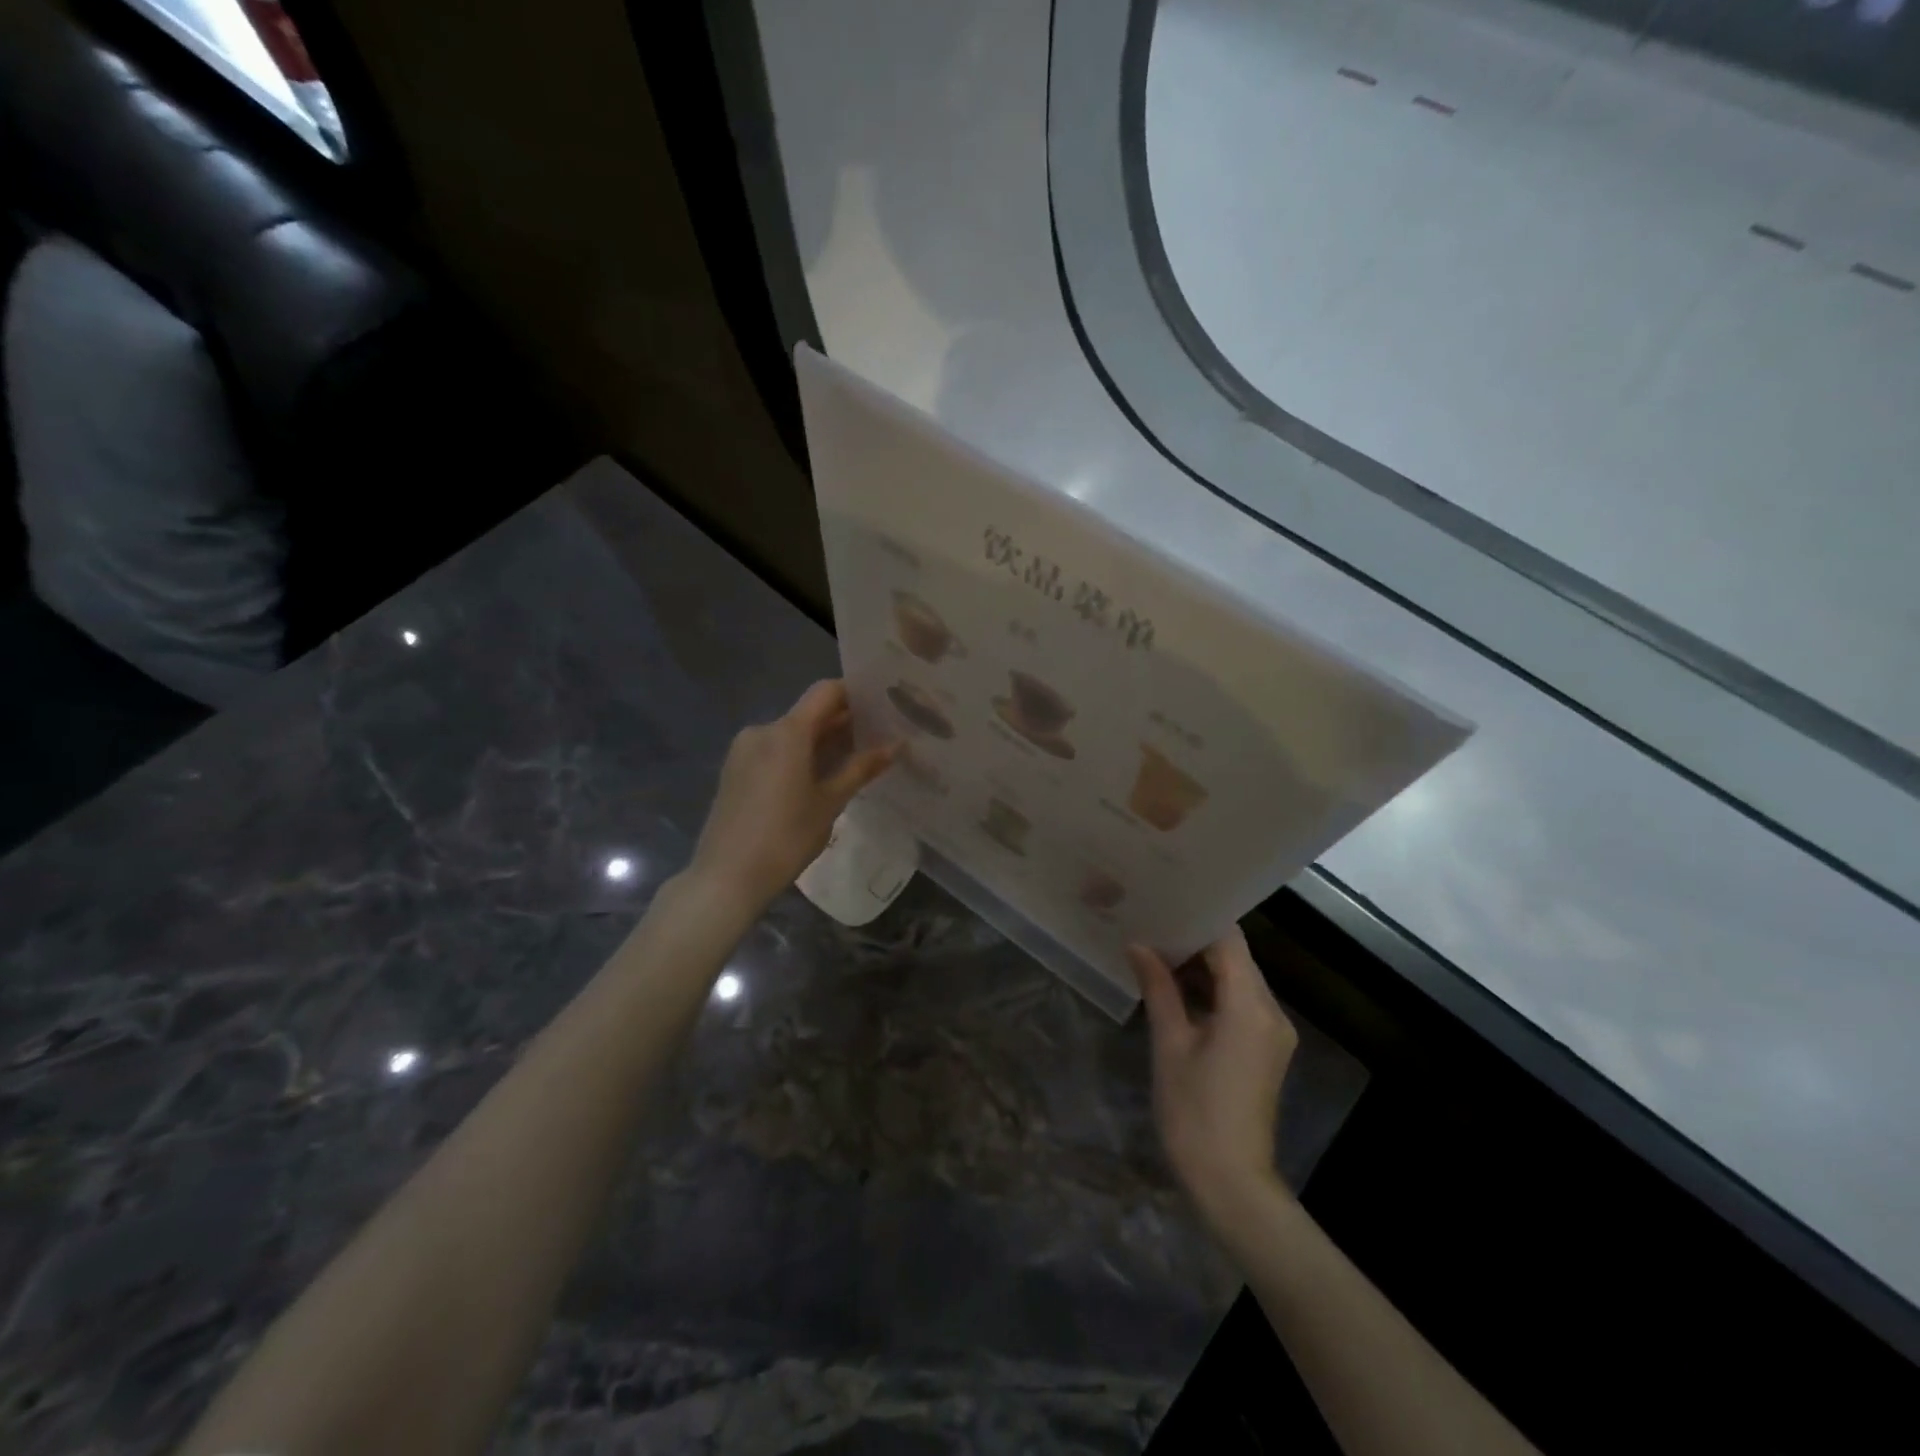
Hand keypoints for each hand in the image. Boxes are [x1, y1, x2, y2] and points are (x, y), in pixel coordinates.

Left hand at [688, 680, 898, 910]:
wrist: (727, 877)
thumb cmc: (786, 837)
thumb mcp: (830, 802)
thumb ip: (861, 768)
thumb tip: (896, 745)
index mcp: (787, 731)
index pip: (826, 692)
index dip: (855, 694)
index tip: (882, 709)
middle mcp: (763, 730)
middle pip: (809, 713)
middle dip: (843, 723)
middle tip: (878, 739)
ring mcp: (744, 750)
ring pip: (791, 734)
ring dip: (821, 741)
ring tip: (853, 762)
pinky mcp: (735, 770)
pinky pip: (774, 750)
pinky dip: (799, 755)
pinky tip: (818, 779)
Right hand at [1129, 928, 1298, 1228]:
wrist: (1231, 1183)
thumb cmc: (1194, 1111)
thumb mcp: (1169, 1044)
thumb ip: (1158, 988)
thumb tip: (1139, 945)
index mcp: (1250, 1006)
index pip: (1229, 941)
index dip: (1199, 919)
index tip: (1164, 904)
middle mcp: (1271, 1012)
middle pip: (1237, 958)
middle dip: (1196, 941)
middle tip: (1152, 924)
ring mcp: (1272, 1032)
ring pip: (1239, 979)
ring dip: (1203, 966)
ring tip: (1157, 950)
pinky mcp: (1266, 1049)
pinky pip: (1241, 1003)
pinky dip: (1213, 990)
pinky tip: (1177, 987)